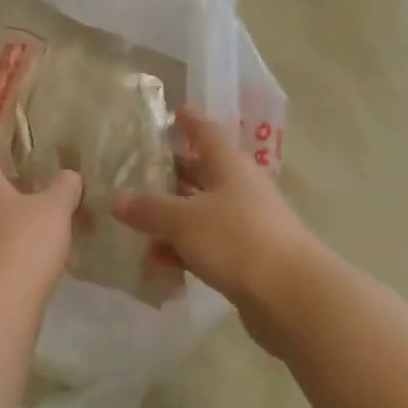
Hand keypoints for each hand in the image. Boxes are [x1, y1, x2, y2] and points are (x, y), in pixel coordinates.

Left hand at [0, 145, 82, 301]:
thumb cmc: (24, 244)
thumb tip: (68, 175)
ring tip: (36, 224)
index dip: (0, 148)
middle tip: (37, 189)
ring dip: (5, 218)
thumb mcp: (56, 209)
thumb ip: (64, 187)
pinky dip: (2, 245)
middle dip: (8, 186)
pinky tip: (26, 256)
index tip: (20, 151)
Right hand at [112, 108, 318, 353]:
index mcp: (229, 166)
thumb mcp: (183, 220)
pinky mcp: (246, 259)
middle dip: (173, 173)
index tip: (175, 112)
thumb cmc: (236, 240)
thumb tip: (116, 199)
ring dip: (172, 220)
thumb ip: (149, 209)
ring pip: (201, 214)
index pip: (207, 133)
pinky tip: (157, 265)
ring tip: (135, 228)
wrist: (291, 295)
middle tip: (139, 172)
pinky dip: (183, 251)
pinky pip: (206, 247)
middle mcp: (239, 189)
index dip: (190, 122)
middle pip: (202, 174)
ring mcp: (246, 225)